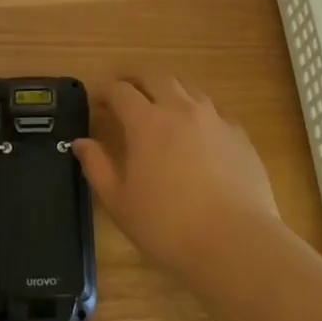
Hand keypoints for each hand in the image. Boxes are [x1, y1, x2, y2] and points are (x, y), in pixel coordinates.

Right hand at [74, 73, 280, 279]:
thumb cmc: (168, 226)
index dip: (104, 89)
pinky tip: (197, 130)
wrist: (236, 244)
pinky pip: (214, 109)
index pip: (120, 90)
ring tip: (160, 103)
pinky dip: (197, 110)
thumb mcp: (119, 202)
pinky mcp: (239, 135)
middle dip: (135, 78)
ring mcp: (214, 119)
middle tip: (125, 90)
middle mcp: (180, 109)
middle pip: (155, 76)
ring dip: (168, 88)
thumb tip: (81, 143)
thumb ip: (97, 167)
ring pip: (187, 86)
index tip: (96, 97)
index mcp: (146, 122)